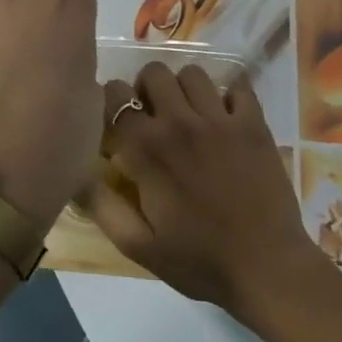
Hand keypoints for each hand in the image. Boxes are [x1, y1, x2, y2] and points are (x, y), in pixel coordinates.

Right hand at [80, 62, 327, 316]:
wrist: (267, 268)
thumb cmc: (199, 260)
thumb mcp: (138, 245)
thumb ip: (101, 205)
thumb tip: (74, 172)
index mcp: (147, 148)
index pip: (115, 95)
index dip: (110, 102)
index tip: (116, 122)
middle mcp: (181, 122)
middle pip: (154, 72)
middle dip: (146, 88)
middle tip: (152, 116)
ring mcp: (221, 119)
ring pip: (194, 74)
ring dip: (185, 89)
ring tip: (189, 115)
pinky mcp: (254, 124)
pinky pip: (238, 86)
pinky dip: (229, 95)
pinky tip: (226, 118)